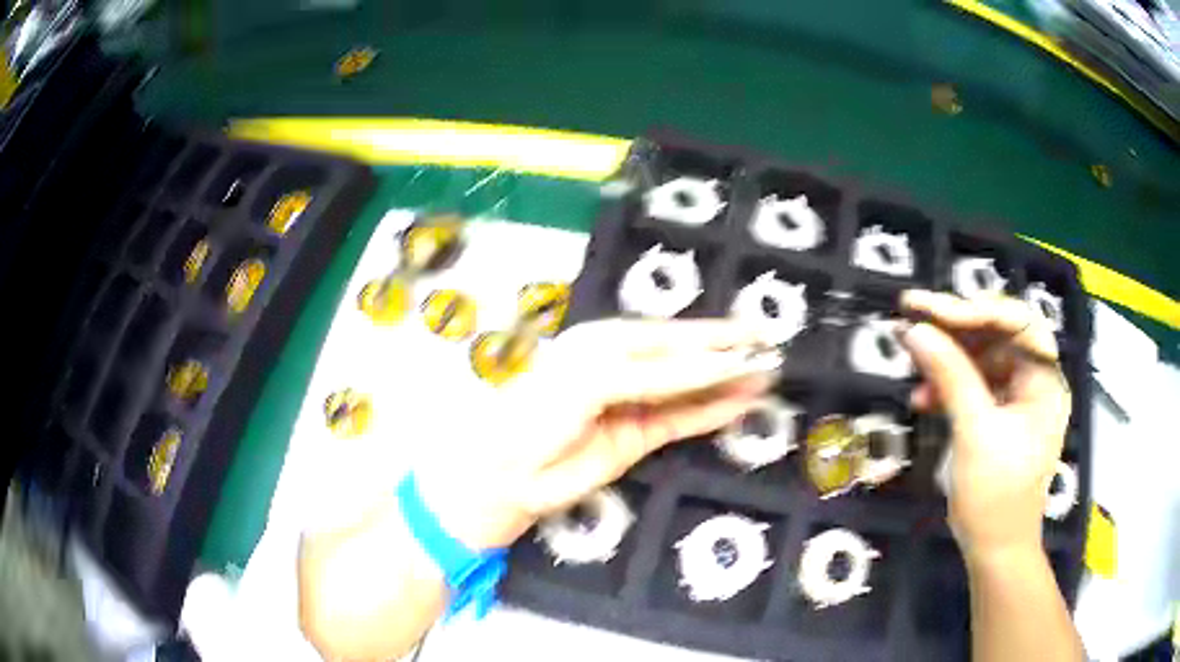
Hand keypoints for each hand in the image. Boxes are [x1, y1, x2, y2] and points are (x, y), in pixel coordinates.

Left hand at [415, 318, 779, 549]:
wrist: (503, 475)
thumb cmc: (535, 414)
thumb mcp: (593, 382)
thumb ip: (654, 375)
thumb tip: (710, 365)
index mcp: (603, 344)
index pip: (667, 340)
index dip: (709, 340)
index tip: (749, 338)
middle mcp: (620, 369)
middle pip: (682, 358)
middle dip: (725, 352)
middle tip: (768, 344)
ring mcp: (630, 405)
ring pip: (686, 390)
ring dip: (724, 383)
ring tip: (765, 373)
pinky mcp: (635, 439)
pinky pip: (679, 422)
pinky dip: (710, 413)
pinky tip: (740, 403)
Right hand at [898, 291, 1070, 560]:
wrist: (995, 552)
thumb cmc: (996, 498)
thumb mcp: (975, 434)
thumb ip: (950, 377)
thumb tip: (916, 331)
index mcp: (1045, 380)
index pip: (1015, 322)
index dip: (973, 309)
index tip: (929, 308)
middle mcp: (1035, 381)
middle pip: (997, 336)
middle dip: (955, 327)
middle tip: (913, 315)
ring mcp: (1018, 399)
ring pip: (982, 359)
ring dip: (947, 358)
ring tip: (912, 356)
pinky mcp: (1000, 416)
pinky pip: (974, 386)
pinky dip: (948, 387)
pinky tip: (923, 396)